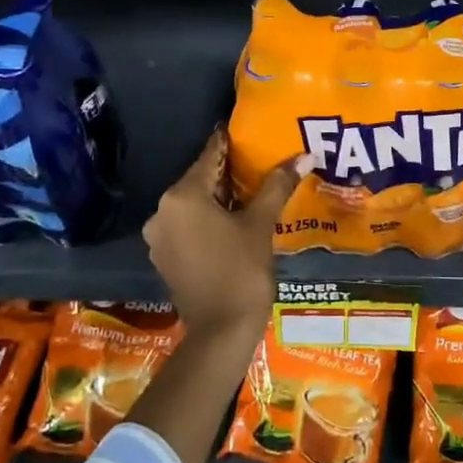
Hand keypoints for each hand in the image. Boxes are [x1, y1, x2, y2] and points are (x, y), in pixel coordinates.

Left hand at [143, 129, 308, 337]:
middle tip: (259, 161)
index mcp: (182, 196)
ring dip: (218, 196)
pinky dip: (207, 218)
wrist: (221, 332)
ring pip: (193, 204)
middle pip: (200, 179)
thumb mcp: (261, 224)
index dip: (230, 142)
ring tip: (251, 190)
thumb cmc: (242, 271)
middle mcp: (162, 211)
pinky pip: (187, 225)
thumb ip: (277, 185)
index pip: (210, 156)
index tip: (248, 130)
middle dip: (228, 171)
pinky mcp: (163, 257)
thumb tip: (304, 155)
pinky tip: (233, 220)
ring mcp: (159, 237)